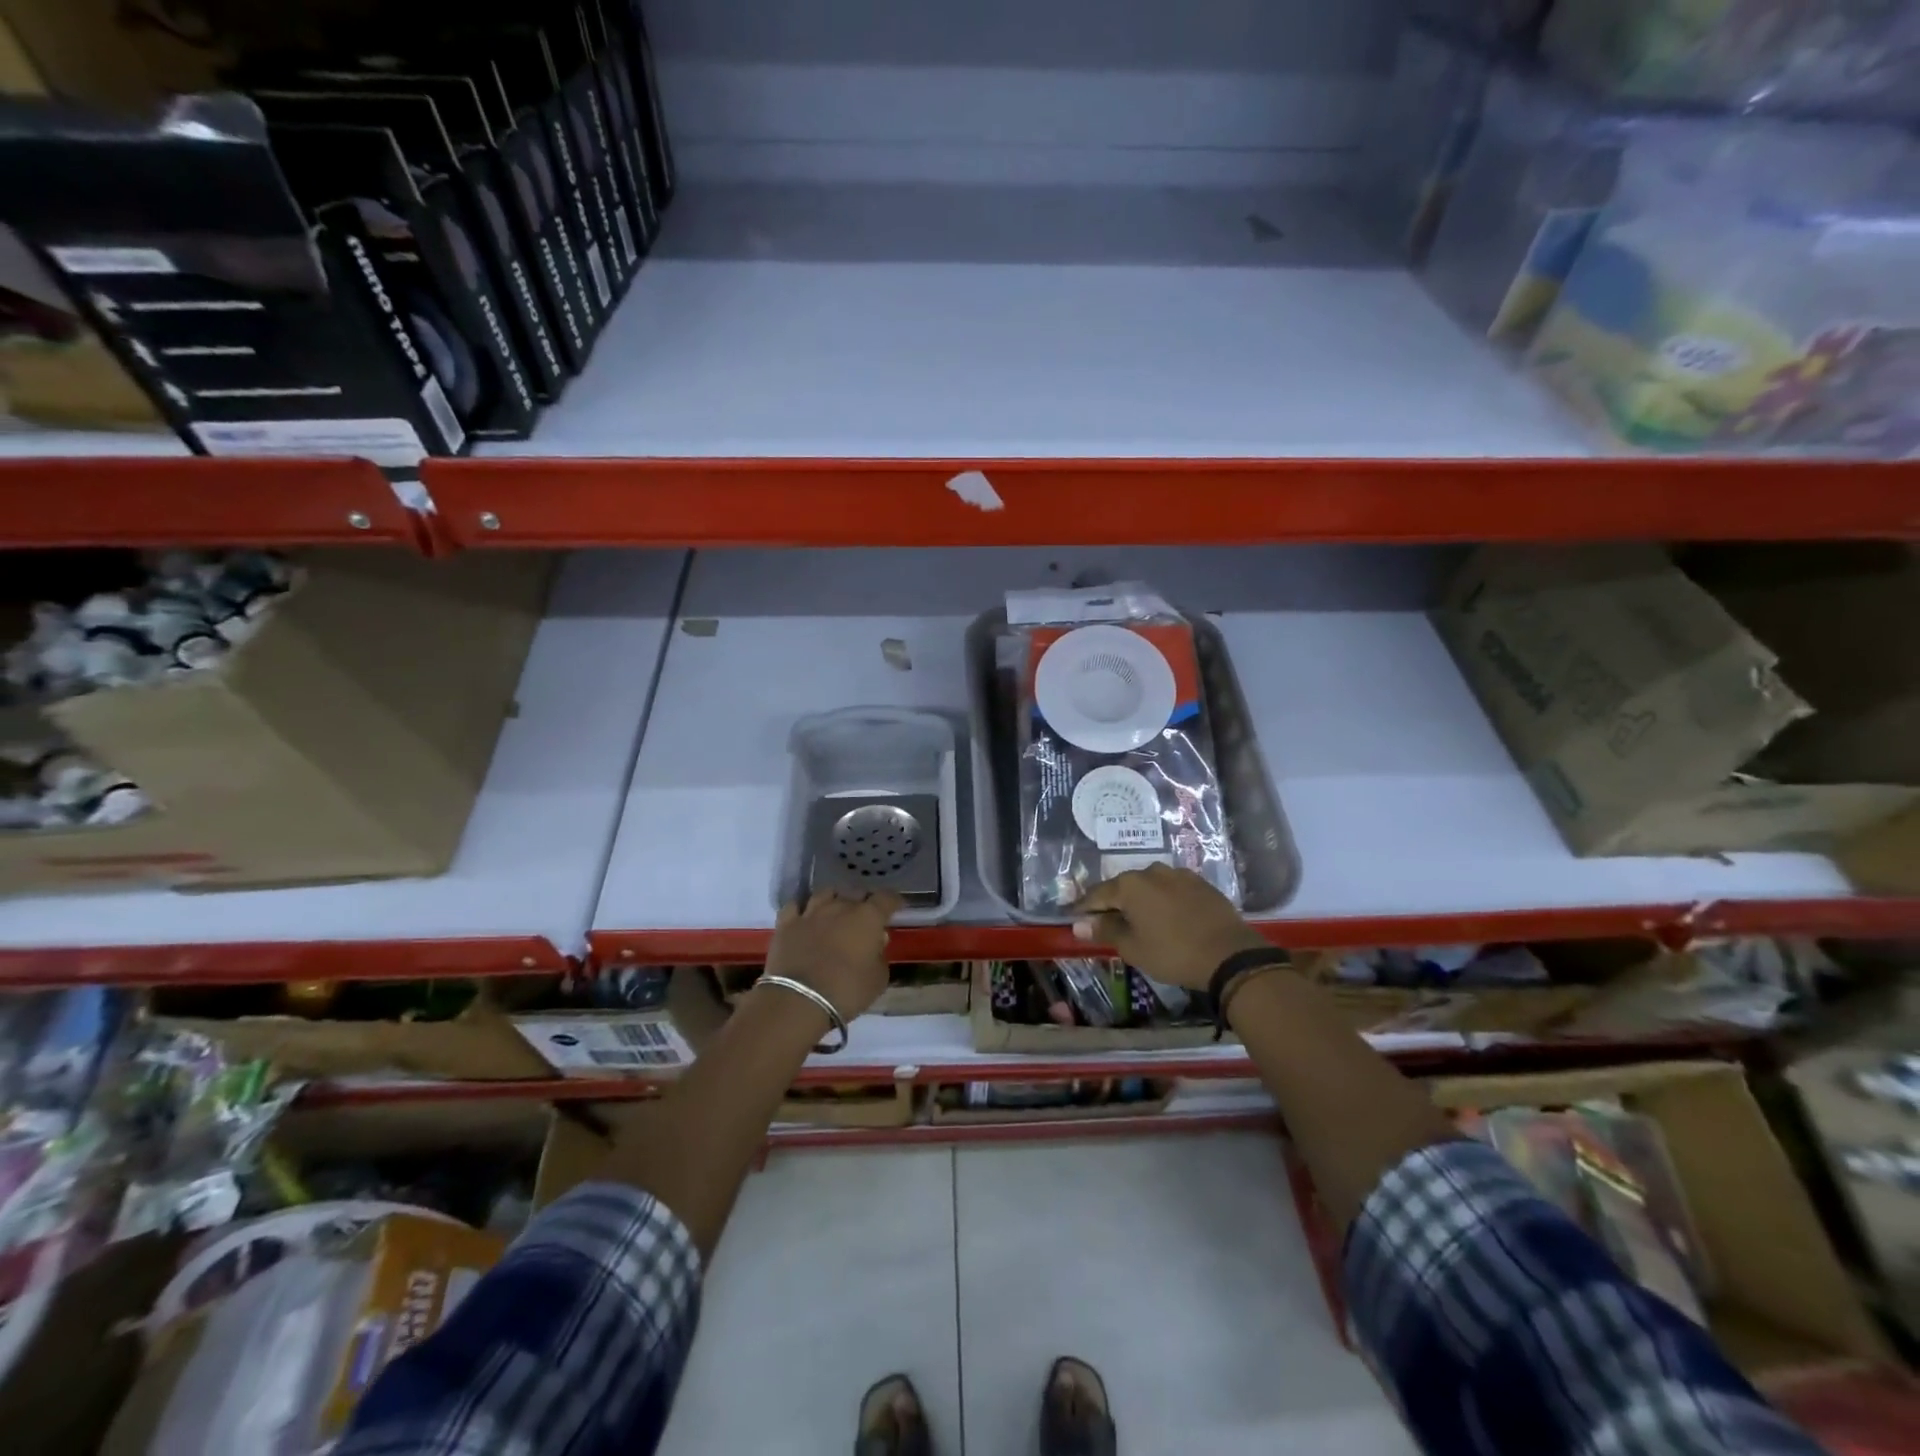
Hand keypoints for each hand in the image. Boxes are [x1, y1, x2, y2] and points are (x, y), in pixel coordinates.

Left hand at [764, 890, 901, 1019]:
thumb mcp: (878, 980)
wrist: (798, 1001)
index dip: (893, 901)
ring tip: (836, 910)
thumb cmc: (846, 991)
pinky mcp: (786, 924)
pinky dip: (802, 908)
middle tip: (866, 915)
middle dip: (864, 901)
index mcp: (868, 917)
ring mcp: (811, 912)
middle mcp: (840, 907)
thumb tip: (876, 942)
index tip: (897, 907)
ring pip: (826, 893)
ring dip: (834, 900)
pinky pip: (795, 906)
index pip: (886, 899)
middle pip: (856, 893)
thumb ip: (880, 957)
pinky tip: (805, 916)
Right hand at [1071, 864, 1268, 989]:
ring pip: (1150, 886)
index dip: (1084, 908)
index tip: (1075, 918)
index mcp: (1130, 885)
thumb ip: (1105, 931)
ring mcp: (1179, 875)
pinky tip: (1168, 917)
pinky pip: (1173, 890)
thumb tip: (1079, 924)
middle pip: (1124, 887)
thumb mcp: (1133, 948)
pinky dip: (1164, 901)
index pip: (1098, 894)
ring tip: (1140, 921)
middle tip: (1108, 923)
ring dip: (1141, 901)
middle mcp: (1152, 871)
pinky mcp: (1201, 884)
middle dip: (1114, 903)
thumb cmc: (1173, 953)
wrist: (1230, 955)